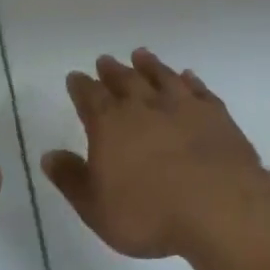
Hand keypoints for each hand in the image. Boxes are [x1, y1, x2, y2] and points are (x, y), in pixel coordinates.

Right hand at [41, 50, 264, 258]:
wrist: (220, 208)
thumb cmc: (150, 214)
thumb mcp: (96, 207)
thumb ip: (71, 179)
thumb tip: (49, 156)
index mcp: (110, 124)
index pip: (89, 96)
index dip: (80, 86)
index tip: (76, 78)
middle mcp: (144, 106)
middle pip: (124, 80)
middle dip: (112, 71)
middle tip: (105, 61)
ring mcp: (183, 106)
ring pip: (162, 76)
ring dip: (149, 65)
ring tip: (141, 55)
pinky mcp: (216, 114)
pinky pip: (198, 89)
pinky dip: (189, 80)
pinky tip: (187, 77)